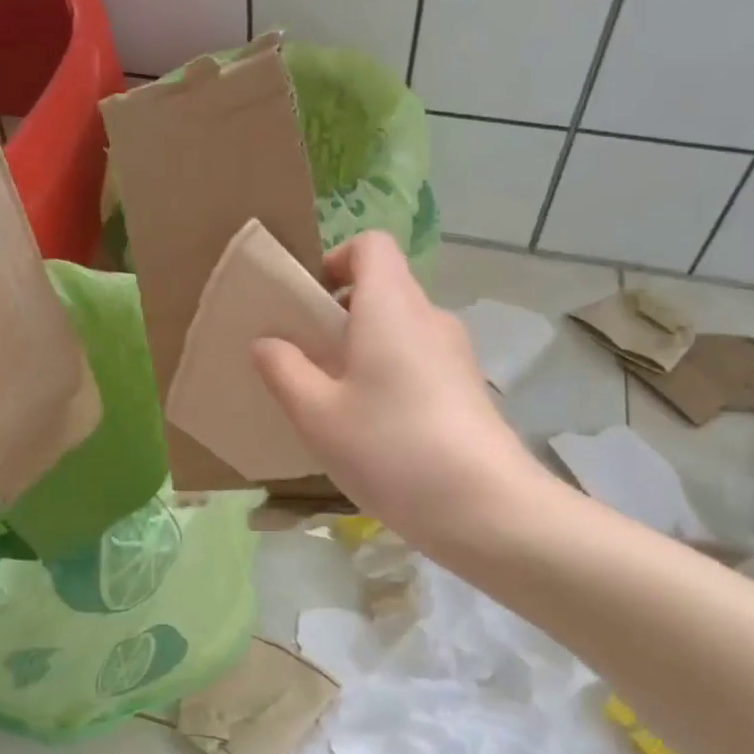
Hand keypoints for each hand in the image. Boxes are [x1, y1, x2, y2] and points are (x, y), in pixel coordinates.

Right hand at [252, 231, 553, 564]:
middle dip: (340, 314)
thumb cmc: (390, 447)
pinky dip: (390, 375)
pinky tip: (374, 428)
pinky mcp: (467, 388)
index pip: (370, 245)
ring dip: (364, 349)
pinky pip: (418, 361)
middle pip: (383, 288)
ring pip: (400, 329)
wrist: (485, 508)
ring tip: (335, 400)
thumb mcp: (317, 414)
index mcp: (392, 305)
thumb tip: (267, 342)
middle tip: (307, 360)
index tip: (309, 304)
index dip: (335, 261)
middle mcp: (429, 317)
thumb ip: (284, 370)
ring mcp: (455, 353)